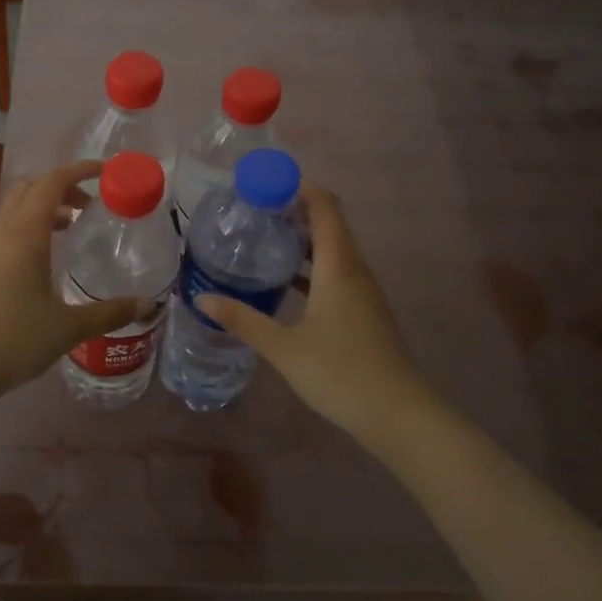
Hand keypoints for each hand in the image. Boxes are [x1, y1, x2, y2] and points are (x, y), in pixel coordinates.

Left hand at [0, 161, 146, 436]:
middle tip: (89, 206)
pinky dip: (27, 228)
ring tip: (69, 231)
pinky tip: (40, 263)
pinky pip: (4, 230)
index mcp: (25, 233)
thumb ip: (110, 313)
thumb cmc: (12, 342)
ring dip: (43, 208)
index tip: (105, 172)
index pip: (53, 181)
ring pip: (14, 209)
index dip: (79, 170)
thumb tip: (149, 305)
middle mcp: (1, 231)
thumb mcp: (68, 329)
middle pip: (30, 187)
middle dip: (61, 186)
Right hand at [199, 187, 429, 437]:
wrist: (399, 415)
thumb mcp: (284, 348)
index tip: (263, 185)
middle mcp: (354, 269)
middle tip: (252, 212)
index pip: (324, 206)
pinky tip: (285, 283)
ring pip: (332, 250)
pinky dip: (311, 267)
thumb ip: (243, 320)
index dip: (298, 187)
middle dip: (293, 211)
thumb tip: (202, 297)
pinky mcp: (363, 311)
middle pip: (328, 223)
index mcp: (339, 266)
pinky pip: (336, 273)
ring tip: (262, 240)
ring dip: (302, 240)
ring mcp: (363, 291)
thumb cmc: (341, 373)